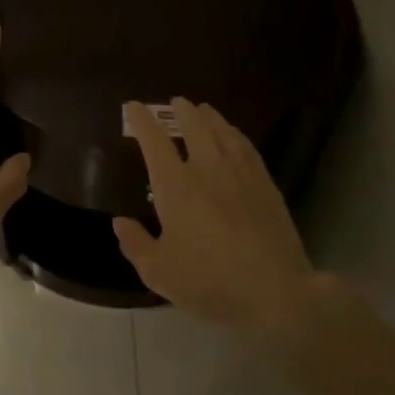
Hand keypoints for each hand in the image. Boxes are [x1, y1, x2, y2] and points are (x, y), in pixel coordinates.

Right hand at [114, 98, 318, 334]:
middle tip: (175, 102)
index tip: (133, 106)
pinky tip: (234, 135)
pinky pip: (246, 146)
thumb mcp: (159, 272)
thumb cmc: (209, 282)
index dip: (141, 120)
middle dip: (181, 110)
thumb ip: (136, 244)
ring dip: (209, 116)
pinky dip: (234, 133)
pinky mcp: (265, 183)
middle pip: (193, 125)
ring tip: (203, 110)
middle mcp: (207, 168)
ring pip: (222, 131)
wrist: (275, 292)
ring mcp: (240, 173)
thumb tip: (119, 222)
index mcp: (175, 186)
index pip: (153, 141)